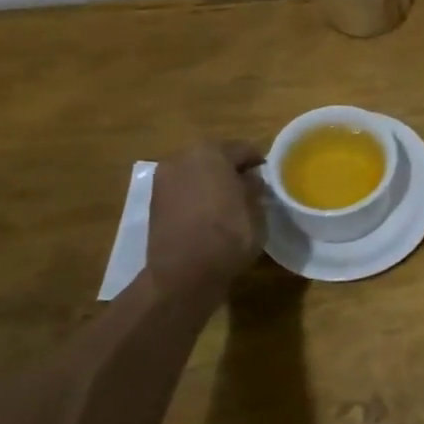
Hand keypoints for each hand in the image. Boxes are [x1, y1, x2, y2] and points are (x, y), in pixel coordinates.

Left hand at [146, 141, 265, 294]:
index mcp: (211, 152)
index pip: (243, 149)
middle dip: (232, 170)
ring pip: (197, 173)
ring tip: (229, 202)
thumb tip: (251, 180)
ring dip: (212, 182)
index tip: (269, 176)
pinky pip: (183, 190)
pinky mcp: (154, 203)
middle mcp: (183, 158)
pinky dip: (196, 196)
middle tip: (249, 187)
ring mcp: (164, 180)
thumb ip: (255, 187)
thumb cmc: (228, 235)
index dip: (258, 162)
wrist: (183, 275)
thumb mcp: (256, 208)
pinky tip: (209, 213)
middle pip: (215, 157)